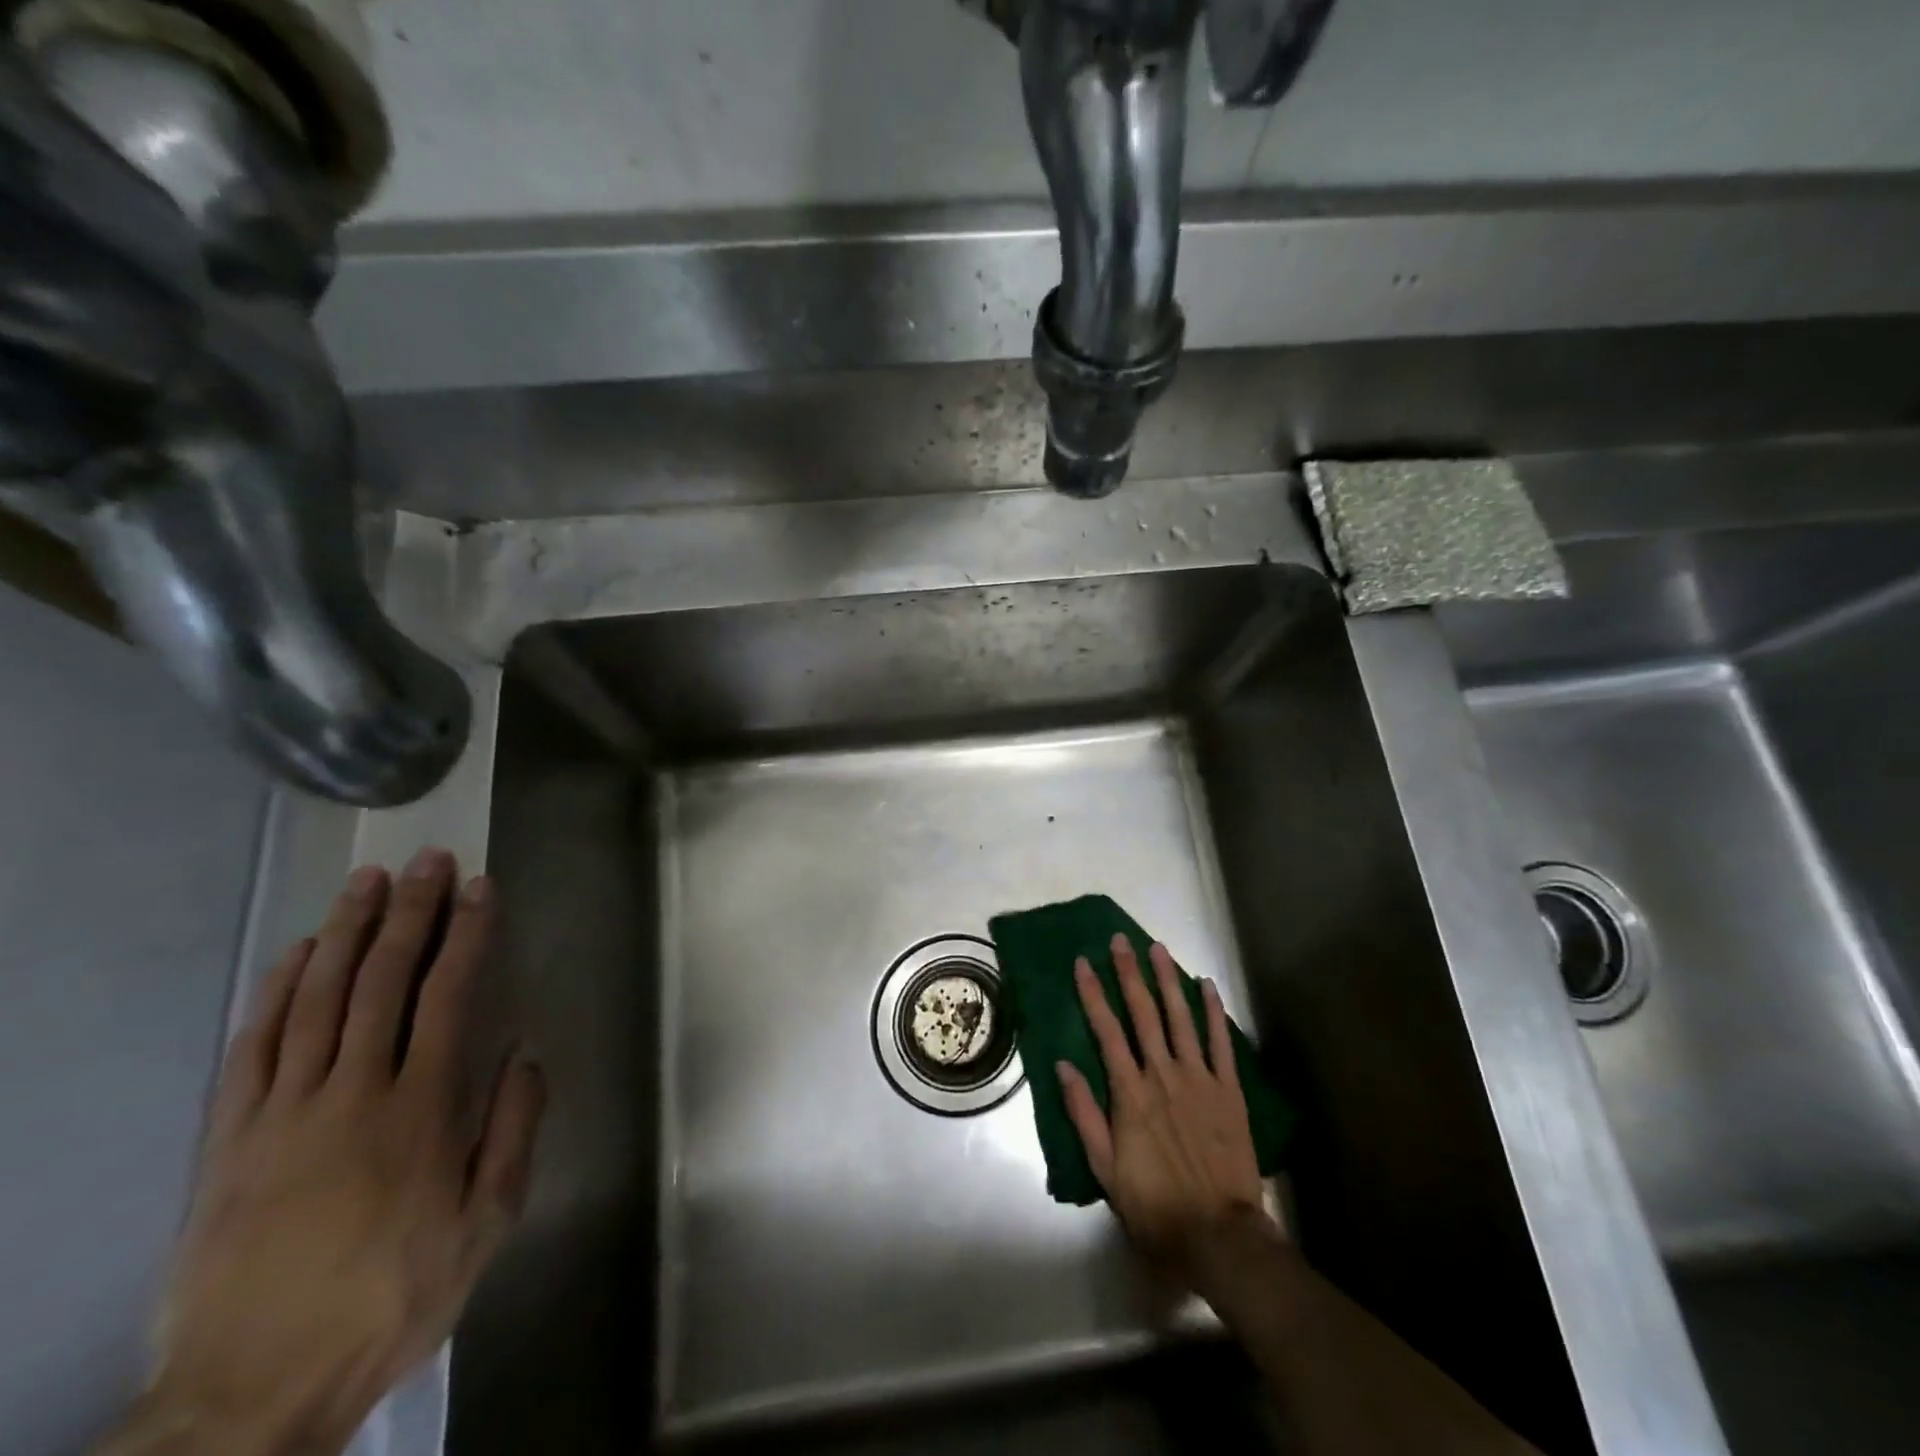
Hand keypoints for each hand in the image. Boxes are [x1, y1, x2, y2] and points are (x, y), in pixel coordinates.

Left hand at [138, 849, 545, 1455]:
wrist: (252, 1393)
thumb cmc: (393, 1296)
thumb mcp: (486, 1223)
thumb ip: (512, 1130)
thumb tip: (524, 1053)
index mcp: (421, 1110)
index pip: (448, 995)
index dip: (466, 935)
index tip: (480, 888)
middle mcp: (353, 1092)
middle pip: (383, 981)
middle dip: (411, 913)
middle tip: (428, 861)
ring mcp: (283, 1112)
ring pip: (318, 999)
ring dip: (347, 932)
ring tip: (369, 882)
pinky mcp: (231, 1139)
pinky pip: (253, 1047)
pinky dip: (277, 991)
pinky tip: (297, 952)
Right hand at [1056, 934, 1265, 1278]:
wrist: (1218, 1233)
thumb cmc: (1154, 1203)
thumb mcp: (1105, 1167)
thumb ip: (1084, 1113)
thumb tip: (1062, 1066)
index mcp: (1130, 1091)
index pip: (1106, 1030)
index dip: (1093, 993)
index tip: (1083, 962)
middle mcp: (1162, 1074)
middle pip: (1143, 1013)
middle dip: (1128, 973)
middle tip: (1120, 940)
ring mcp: (1199, 1078)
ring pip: (1180, 1017)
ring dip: (1167, 980)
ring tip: (1157, 948)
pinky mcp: (1228, 1090)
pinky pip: (1220, 1042)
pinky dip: (1213, 1011)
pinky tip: (1206, 985)